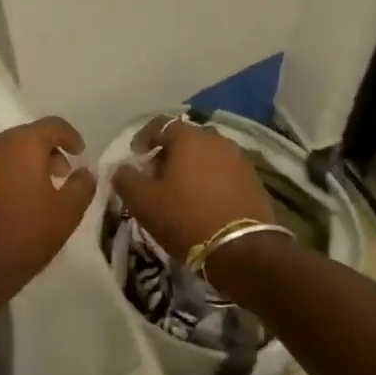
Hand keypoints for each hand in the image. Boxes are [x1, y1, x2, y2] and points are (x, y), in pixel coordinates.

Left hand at [0, 117, 95, 313]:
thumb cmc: (23, 236)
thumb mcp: (67, 213)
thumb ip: (82, 185)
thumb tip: (84, 172)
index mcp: (20, 144)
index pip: (52, 125)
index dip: (71, 136)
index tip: (81, 154)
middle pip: (27, 136)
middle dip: (49, 151)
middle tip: (63, 175)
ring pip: (7, 152)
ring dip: (27, 163)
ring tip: (41, 191)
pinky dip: (8, 175)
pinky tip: (16, 202)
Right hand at [110, 115, 276, 267]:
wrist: (242, 250)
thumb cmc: (186, 218)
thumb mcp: (143, 202)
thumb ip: (126, 179)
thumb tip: (121, 168)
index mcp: (188, 137)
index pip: (160, 124)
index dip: (144, 138)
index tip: (135, 156)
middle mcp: (216, 139)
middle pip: (186, 139)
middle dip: (168, 154)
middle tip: (156, 177)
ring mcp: (239, 159)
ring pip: (207, 155)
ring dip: (191, 167)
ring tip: (181, 191)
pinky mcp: (254, 180)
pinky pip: (224, 172)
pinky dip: (211, 180)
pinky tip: (204, 201)